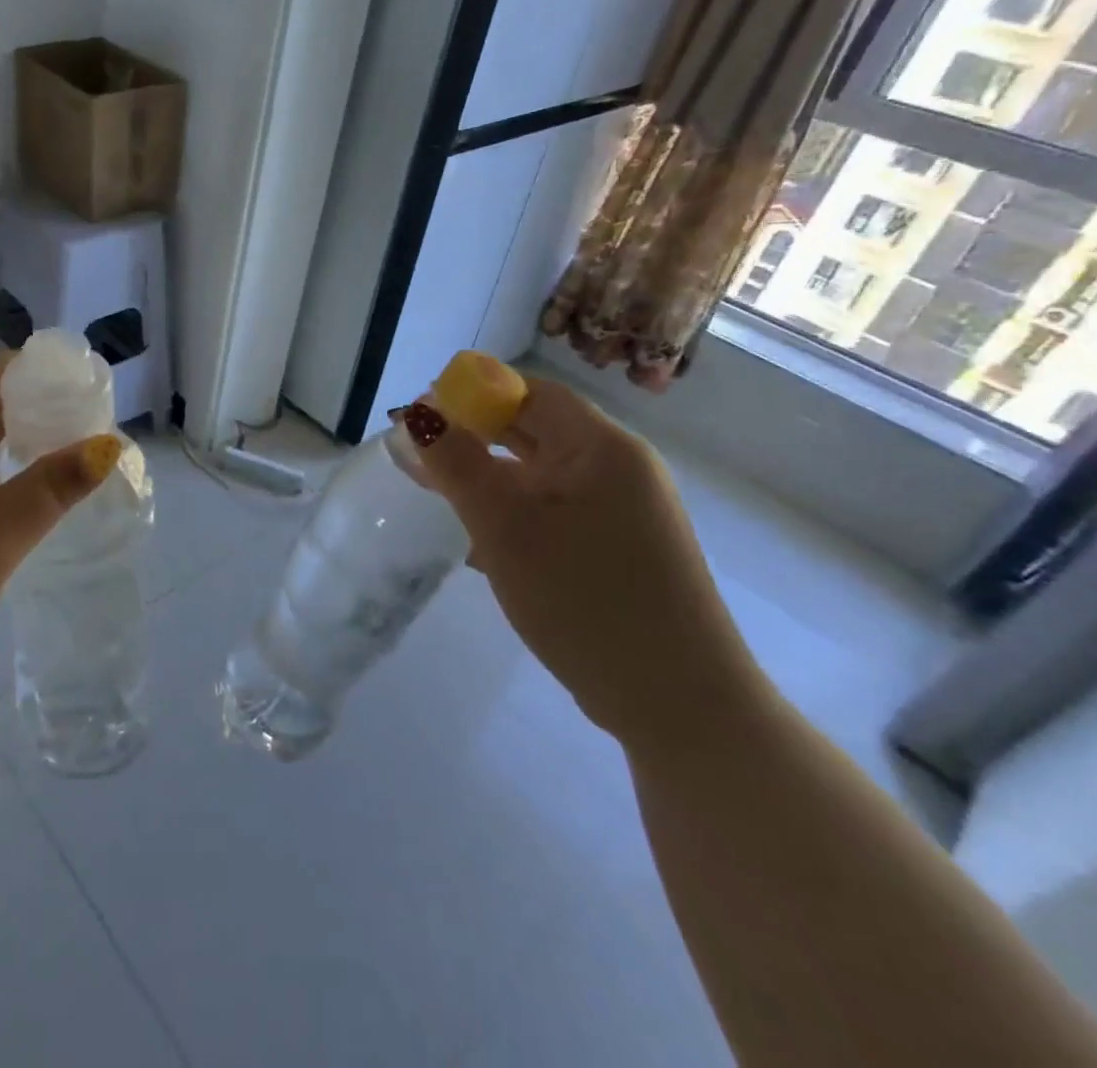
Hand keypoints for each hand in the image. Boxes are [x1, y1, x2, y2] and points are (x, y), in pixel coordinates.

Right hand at [411, 374, 769, 751]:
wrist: (677, 704)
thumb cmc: (584, 600)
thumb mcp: (505, 526)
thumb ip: (457, 464)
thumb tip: (418, 413)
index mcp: (601, 447)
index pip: (529, 392)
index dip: (471, 394)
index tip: (421, 417)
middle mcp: (619, 468)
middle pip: (535, 428)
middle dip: (473, 435)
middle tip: (418, 454)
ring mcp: (623, 511)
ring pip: (541, 472)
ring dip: (489, 475)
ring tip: (437, 492)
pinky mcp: (618, 549)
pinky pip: (554, 509)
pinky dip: (513, 509)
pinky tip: (479, 537)